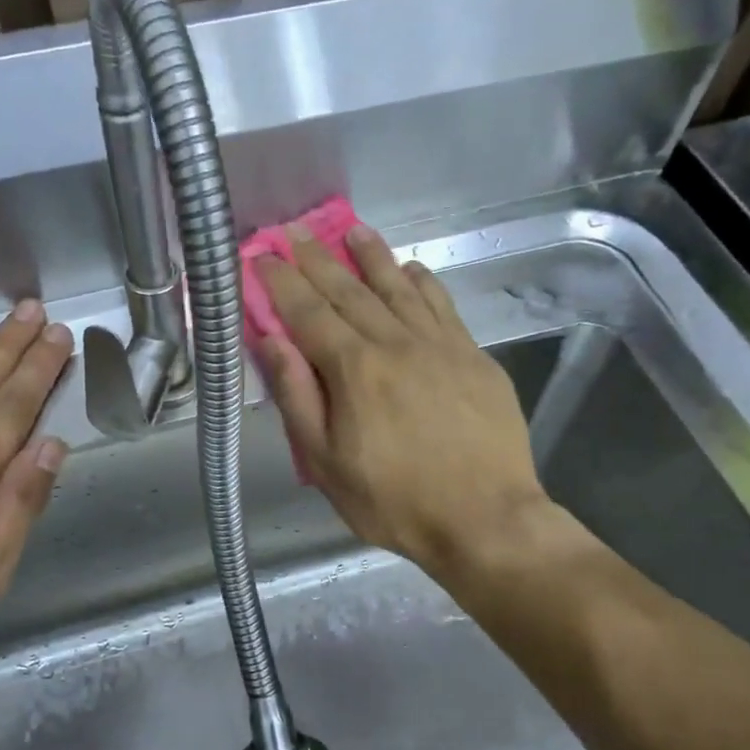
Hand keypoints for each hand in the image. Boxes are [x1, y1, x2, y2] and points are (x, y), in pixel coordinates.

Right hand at [257, 226, 549, 578]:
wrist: (486, 519)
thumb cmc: (394, 501)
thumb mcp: (326, 463)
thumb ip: (298, 397)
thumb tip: (272, 341)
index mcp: (355, 369)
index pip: (308, 312)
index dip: (282, 282)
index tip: (264, 256)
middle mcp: (396, 343)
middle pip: (350, 291)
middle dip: (318, 259)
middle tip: (296, 232)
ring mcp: (441, 345)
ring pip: (399, 287)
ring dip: (372, 256)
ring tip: (352, 231)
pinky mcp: (474, 356)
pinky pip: (442, 305)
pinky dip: (422, 282)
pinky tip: (411, 268)